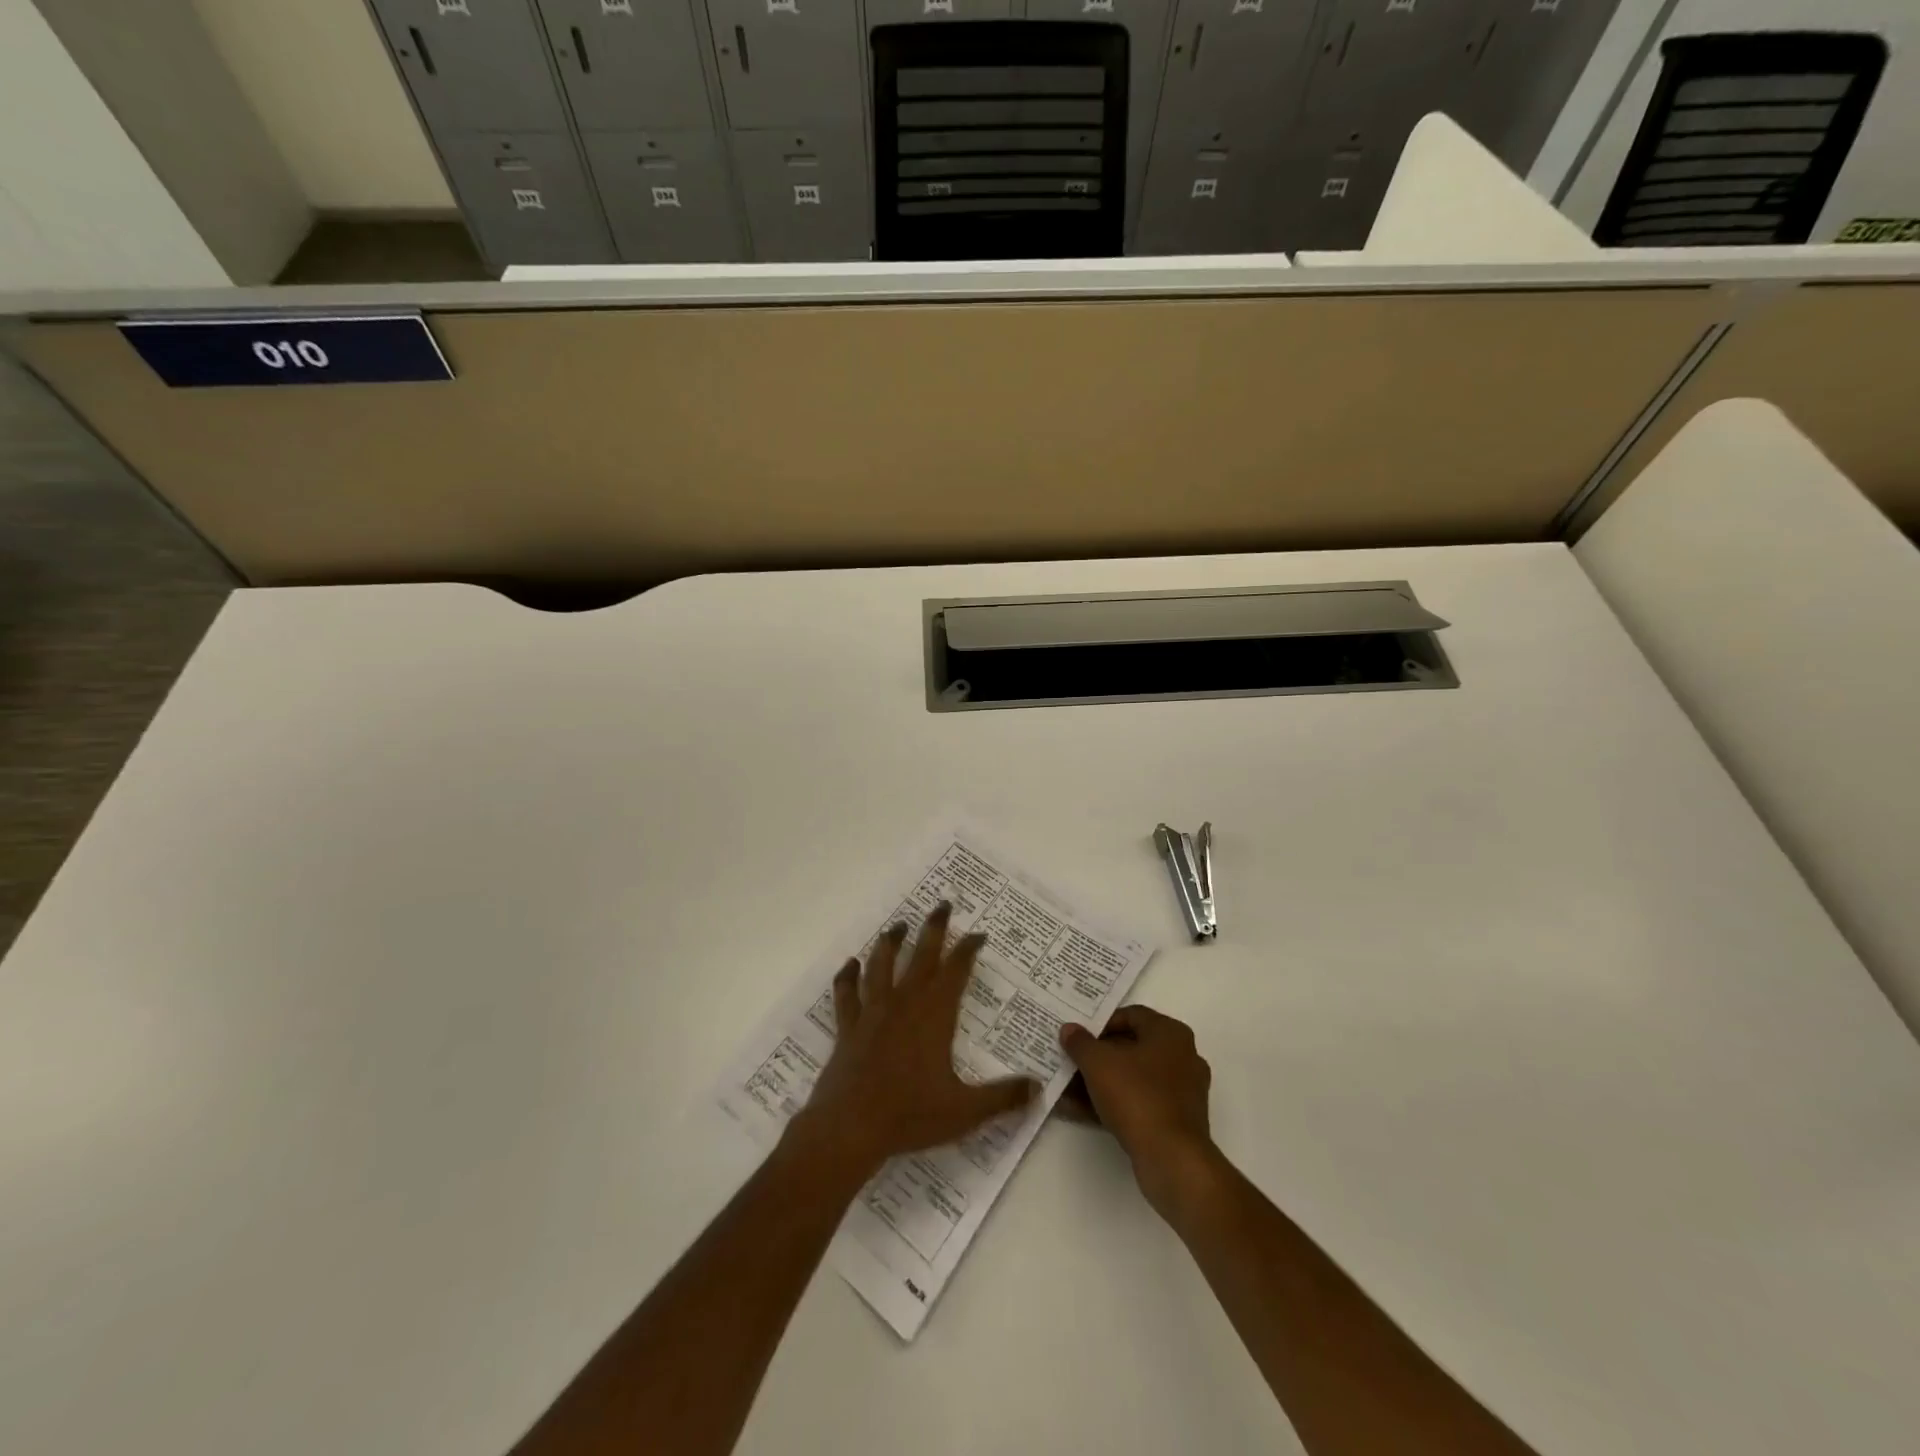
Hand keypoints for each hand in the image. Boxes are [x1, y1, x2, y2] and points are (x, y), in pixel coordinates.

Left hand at [793, 902, 1039, 1177]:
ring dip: (891, 942)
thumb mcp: (965, 1111)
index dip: (969, 949)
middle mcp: (904, 1003)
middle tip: (942, 904)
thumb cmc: (910, 1115)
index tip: (979, 934)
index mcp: (935, 1015)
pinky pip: (847, 994)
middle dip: (934, 928)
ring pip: (881, 965)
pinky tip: (850, 965)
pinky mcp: (848, 1027)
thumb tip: (1039, 1087)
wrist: (850, 1127)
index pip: (956, 970)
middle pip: (921, 955)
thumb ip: (1003, 1097)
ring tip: (898, 925)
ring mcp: (873, 1012)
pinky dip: (848, 977)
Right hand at [1058, 1005, 1217, 1218]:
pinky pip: (1140, 1103)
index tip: (1078, 1037)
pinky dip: (1114, 1104)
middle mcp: (1182, 1056)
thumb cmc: (1137, 1096)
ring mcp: (1182, 1091)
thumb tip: (1069, 1029)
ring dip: (1102, 1082)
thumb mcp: (1098, 1063)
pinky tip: (1083, 1111)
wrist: (1172, 1159)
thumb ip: (1080, 1042)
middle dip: (1098, 1056)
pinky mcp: (1177, 1121)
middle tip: (1071, 1061)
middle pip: (1131, 1047)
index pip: (1131, 1015)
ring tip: (1069, 1089)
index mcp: (1170, 1033)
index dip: (1100, 1024)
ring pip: (1134, 1078)